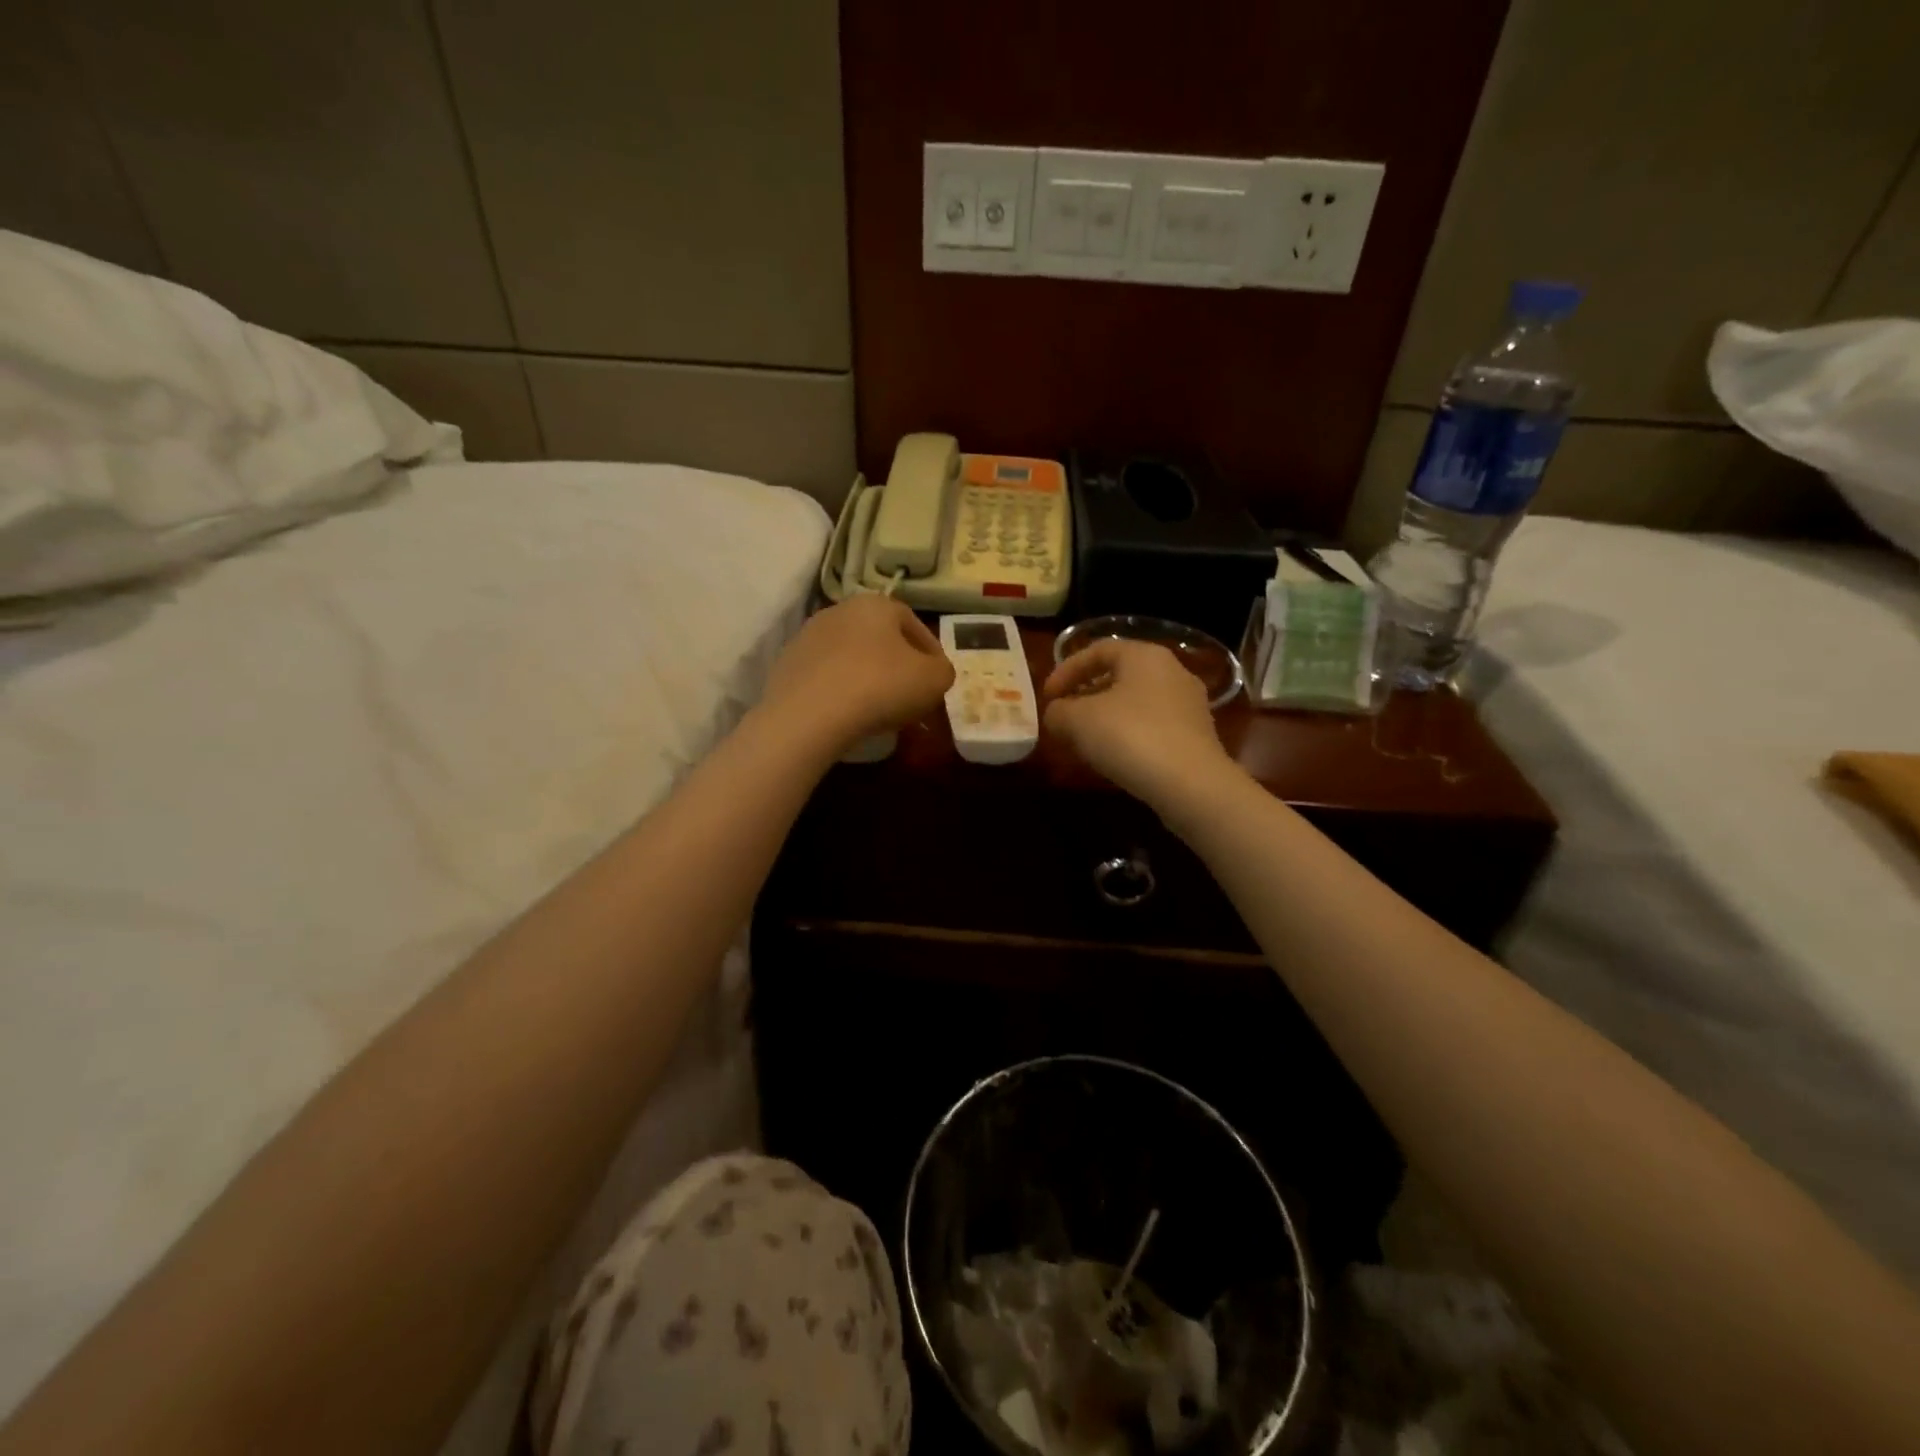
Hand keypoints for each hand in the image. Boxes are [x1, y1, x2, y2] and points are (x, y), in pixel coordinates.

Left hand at [761, 595, 954, 753]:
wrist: (808, 715)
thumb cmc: (880, 687)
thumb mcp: (934, 680)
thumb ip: (943, 670)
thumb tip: (935, 671)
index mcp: (876, 604)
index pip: (913, 623)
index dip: (931, 652)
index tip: (937, 679)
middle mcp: (839, 610)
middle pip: (879, 638)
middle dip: (897, 664)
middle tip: (910, 694)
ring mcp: (808, 636)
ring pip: (851, 656)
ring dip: (867, 676)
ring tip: (878, 708)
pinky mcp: (787, 665)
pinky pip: (826, 676)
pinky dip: (841, 690)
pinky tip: (848, 714)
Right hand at [1041, 640, 1239, 809]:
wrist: (1192, 786)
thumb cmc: (1131, 737)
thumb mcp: (1078, 721)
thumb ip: (1059, 711)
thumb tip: (1056, 714)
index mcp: (1145, 656)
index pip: (1098, 650)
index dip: (1067, 670)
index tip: (1048, 697)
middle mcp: (1172, 671)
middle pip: (1120, 675)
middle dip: (1086, 694)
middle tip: (1064, 716)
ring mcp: (1189, 704)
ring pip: (1137, 701)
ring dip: (1107, 716)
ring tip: (1085, 739)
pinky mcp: (1197, 736)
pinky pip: (1153, 725)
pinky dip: (1129, 734)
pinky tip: (1115, 756)